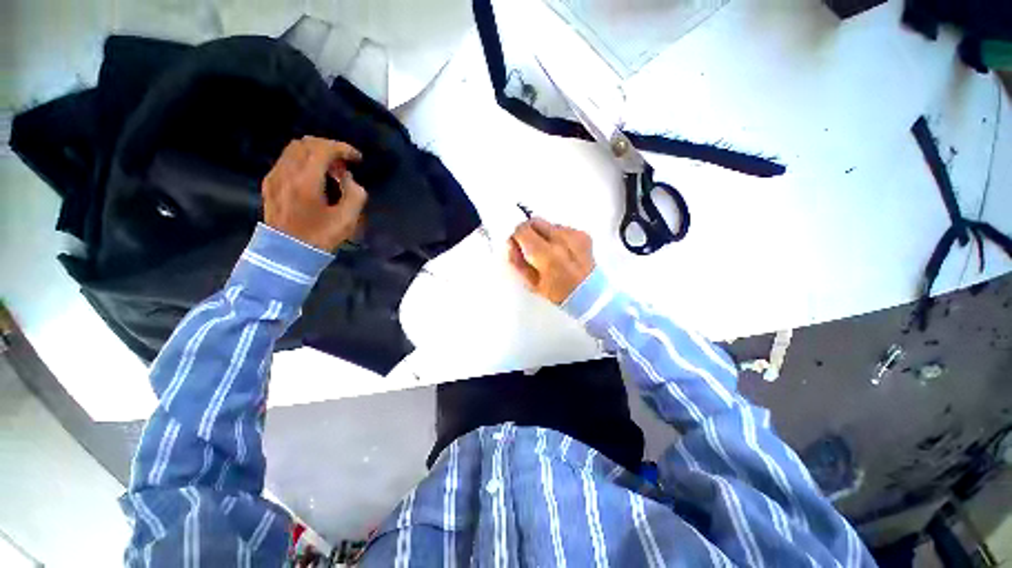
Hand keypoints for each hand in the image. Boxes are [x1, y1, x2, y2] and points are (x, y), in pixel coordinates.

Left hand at [262, 136, 367, 250]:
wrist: (286, 253)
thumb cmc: (320, 237)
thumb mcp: (347, 220)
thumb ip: (355, 194)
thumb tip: (349, 178)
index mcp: (306, 181)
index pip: (323, 149)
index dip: (343, 148)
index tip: (357, 158)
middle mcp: (286, 172)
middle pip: (306, 143)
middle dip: (329, 148)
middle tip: (344, 164)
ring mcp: (274, 177)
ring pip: (294, 149)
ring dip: (315, 153)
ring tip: (330, 170)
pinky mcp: (269, 183)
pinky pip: (286, 160)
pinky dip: (303, 160)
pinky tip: (314, 177)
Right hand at [508, 218, 595, 304]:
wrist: (589, 294)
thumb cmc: (557, 292)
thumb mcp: (531, 283)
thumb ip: (517, 262)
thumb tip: (511, 244)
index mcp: (547, 255)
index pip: (523, 230)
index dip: (517, 236)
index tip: (518, 245)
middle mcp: (561, 239)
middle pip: (535, 221)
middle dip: (529, 231)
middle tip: (531, 247)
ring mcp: (574, 235)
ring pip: (549, 224)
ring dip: (544, 234)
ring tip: (550, 252)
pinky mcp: (583, 234)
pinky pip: (562, 228)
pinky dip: (558, 236)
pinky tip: (563, 251)